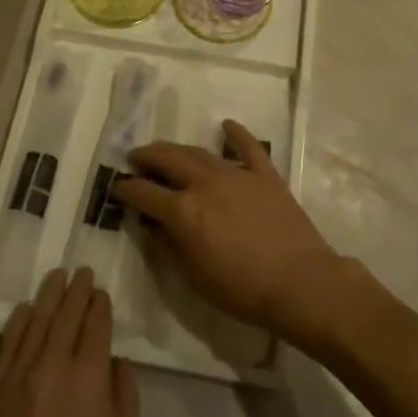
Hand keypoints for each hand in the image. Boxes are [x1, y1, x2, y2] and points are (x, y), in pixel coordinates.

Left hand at [0, 268, 138, 416]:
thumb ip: (126, 397)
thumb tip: (117, 361)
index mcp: (89, 376)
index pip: (96, 324)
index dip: (101, 305)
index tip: (102, 293)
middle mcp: (53, 364)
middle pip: (67, 314)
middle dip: (78, 290)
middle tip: (83, 271)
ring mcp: (18, 375)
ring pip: (37, 320)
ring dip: (50, 295)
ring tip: (58, 276)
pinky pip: (8, 343)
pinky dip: (19, 321)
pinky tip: (27, 309)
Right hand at [114, 122, 353, 343]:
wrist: (300, 282)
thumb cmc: (242, 290)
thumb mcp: (193, 279)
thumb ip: (167, 249)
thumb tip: (151, 227)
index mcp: (183, 211)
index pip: (144, 192)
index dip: (127, 188)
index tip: (117, 186)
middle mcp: (204, 183)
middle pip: (168, 159)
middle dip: (147, 156)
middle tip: (136, 157)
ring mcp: (236, 174)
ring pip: (200, 152)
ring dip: (179, 149)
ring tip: (167, 150)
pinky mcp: (264, 174)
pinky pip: (248, 146)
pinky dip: (236, 133)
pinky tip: (226, 126)